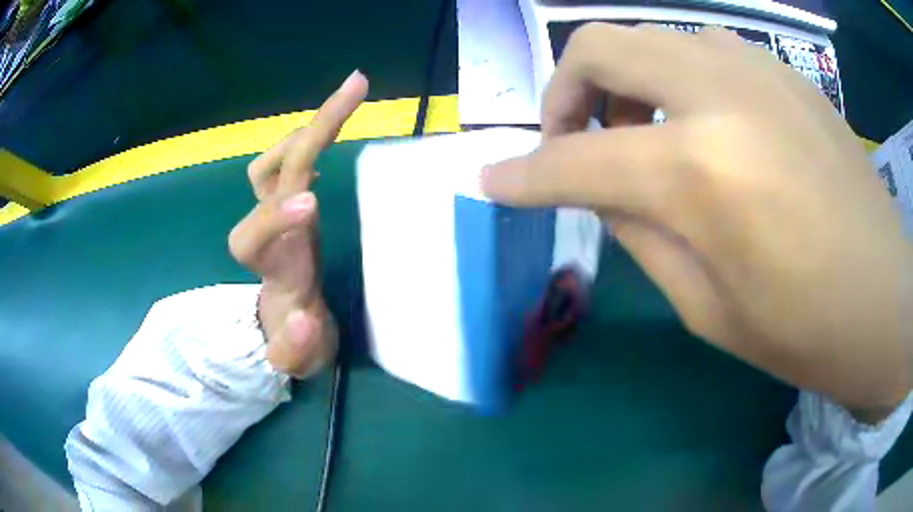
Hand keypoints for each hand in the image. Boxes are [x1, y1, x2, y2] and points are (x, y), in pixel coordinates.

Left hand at [229, 71, 368, 377]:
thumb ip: (294, 351)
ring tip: (350, 94)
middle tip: (356, 86)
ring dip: (311, 127)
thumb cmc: (293, 342)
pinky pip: (291, 162)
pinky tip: (335, 122)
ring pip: (275, 160)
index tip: (314, 203)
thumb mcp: (296, 363)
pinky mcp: (292, 204)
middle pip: (273, 172)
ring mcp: (278, 213)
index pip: (252, 236)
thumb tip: (308, 320)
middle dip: (313, 133)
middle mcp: (266, 231)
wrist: (288, 324)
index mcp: (268, 268)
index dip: (277, 217)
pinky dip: (311, 138)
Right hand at [482, 24, 912, 417]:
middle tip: (573, 141)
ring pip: (651, 38)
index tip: (490, 181)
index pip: (574, 160)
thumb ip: (639, 233)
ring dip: (625, 81)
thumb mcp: (707, 308)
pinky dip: (677, 80)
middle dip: (563, 93)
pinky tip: (703, 126)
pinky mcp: (785, 73)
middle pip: (597, 45)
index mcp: (700, 169)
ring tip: (644, 136)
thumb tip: (596, 187)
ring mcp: (758, 70)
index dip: (521, 175)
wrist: (885, 301)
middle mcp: (720, 92)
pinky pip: (703, 50)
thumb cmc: (805, 331)